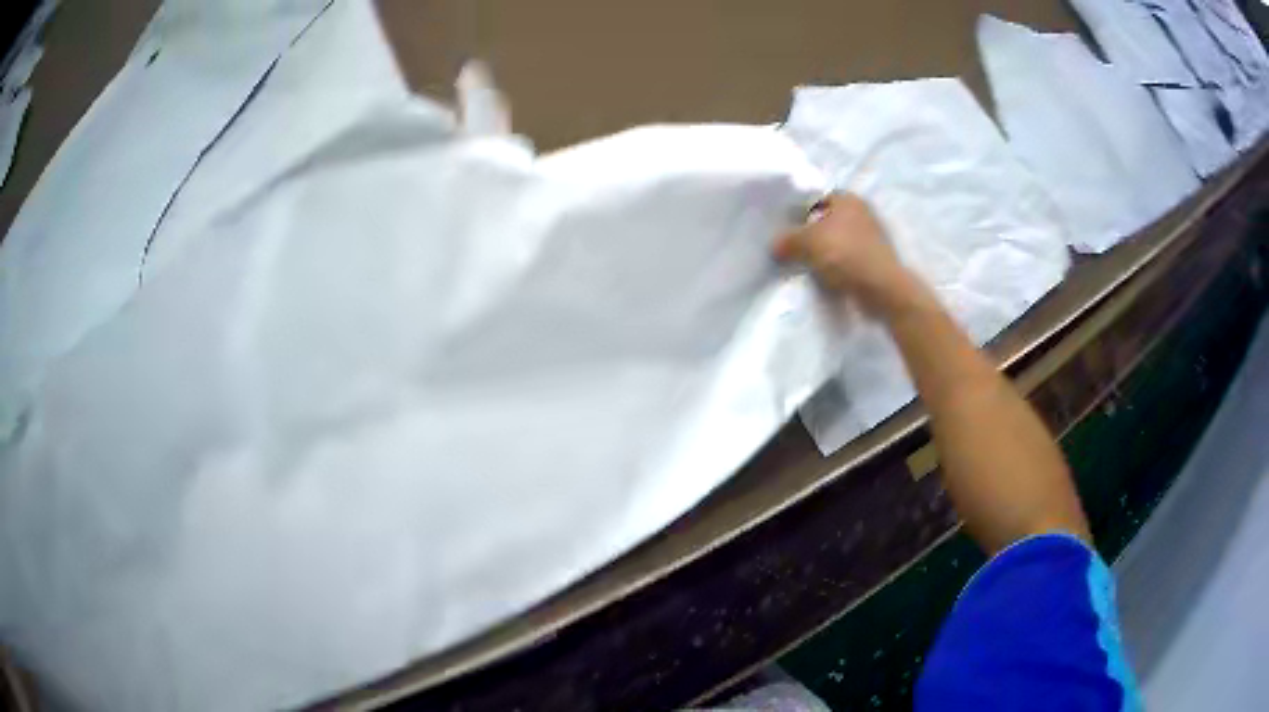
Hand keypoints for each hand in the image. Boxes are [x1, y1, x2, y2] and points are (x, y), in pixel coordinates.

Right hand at [773, 193, 917, 317]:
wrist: (881, 289)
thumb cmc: (845, 254)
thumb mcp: (807, 242)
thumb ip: (787, 240)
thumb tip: (775, 245)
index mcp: (848, 198)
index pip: (815, 199)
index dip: (798, 212)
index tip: (785, 229)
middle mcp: (862, 212)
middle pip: (825, 221)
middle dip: (810, 234)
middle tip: (791, 249)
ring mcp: (871, 237)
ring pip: (836, 241)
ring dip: (823, 253)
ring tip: (805, 266)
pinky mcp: (874, 260)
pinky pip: (847, 260)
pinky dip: (836, 267)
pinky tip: (825, 278)